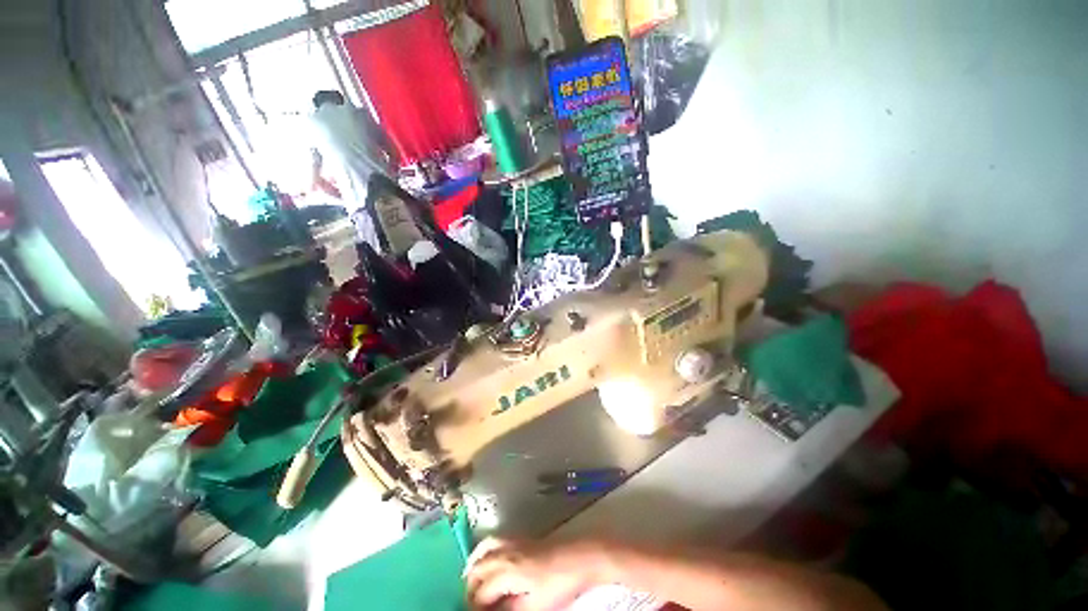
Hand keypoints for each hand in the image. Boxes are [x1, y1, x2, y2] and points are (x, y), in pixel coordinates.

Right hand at [464, 538, 608, 610]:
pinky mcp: (522, 538)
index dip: (475, 607)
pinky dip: (486, 551)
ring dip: (474, 566)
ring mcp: (514, 542)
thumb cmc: (558, 585)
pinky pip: (496, 541)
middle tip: (472, 604)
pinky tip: (489, 561)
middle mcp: (506, 553)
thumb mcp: (533, 607)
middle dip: (470, 588)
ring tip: (471, 581)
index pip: (480, 592)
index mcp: (507, 571)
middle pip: (478, 569)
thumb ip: (508, 610)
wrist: (579, 558)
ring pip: (484, 549)